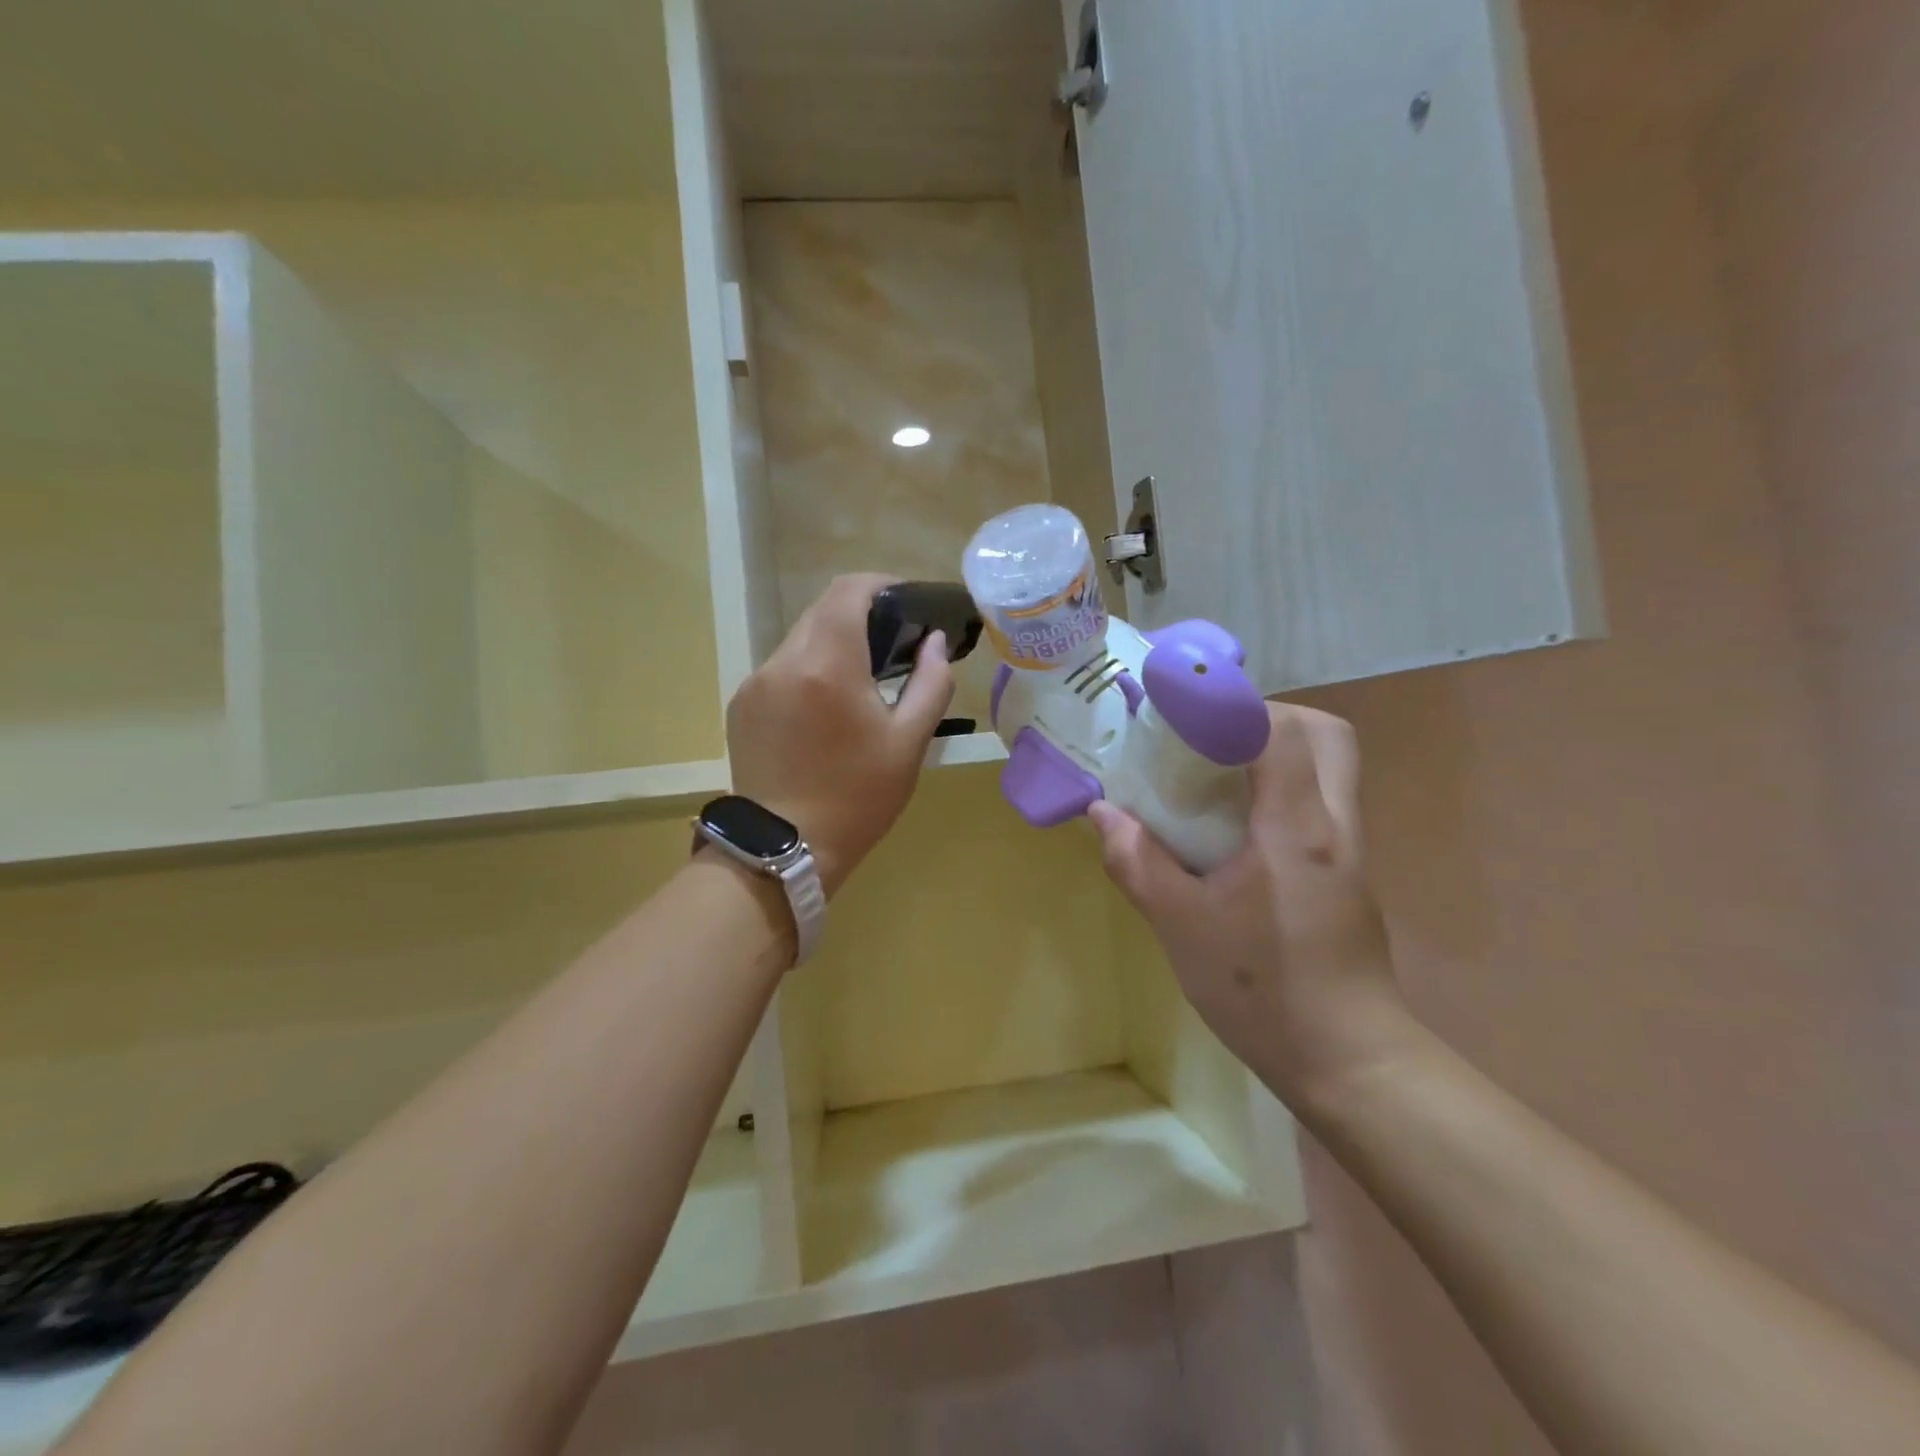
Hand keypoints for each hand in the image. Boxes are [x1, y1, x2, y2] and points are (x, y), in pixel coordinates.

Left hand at [727, 574, 955, 896]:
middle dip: (859, 616)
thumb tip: (934, 642)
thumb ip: (931, 682)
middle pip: (822, 610)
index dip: (881, 585)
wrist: (786, 849)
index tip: (905, 604)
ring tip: (859, 681)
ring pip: (799, 639)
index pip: (848, 590)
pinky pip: (780, 669)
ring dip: (832, 645)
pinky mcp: (741, 705)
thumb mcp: (909, 742)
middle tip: (891, 646)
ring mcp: (755, 683)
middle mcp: (783, 661)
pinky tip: (824, 709)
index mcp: (827, 664)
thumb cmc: (858, 798)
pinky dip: (808, 671)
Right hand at [1087, 704, 1414, 1110]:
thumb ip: (1138, 862)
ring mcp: (1347, 849)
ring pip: (1327, 766)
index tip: (1182, 711)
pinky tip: (1231, 829)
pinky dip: (1278, 791)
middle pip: (1324, 733)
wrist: (1347, 1061)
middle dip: (1266, 717)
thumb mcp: (1180, 925)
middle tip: (1209, 737)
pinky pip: (1318, 803)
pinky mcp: (1346, 873)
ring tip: (1212, 776)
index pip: (1281, 730)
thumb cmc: (1261, 991)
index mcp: (1294, 828)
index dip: (1231, 705)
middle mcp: (1333, 824)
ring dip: (1273, 752)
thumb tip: (1102, 814)